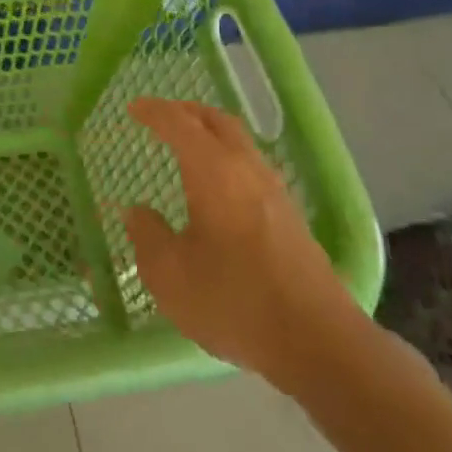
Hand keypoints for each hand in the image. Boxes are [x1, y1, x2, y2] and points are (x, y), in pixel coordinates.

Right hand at [124, 98, 375, 401]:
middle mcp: (247, 170)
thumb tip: (136, 211)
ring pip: (240, 143)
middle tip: (161, 117)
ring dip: (210, 134)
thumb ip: (147, 235)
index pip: (179, 124)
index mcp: (213, 171)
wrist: (318, 342)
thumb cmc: (233, 301)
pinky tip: (217, 187)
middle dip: (187, 112)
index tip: (133, 108)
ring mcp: (275, 193)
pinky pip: (252, 167)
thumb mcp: (169, 274)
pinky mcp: (291, 218)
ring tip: (186, 147)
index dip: (154, 112)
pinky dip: (227, 158)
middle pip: (217, 122)